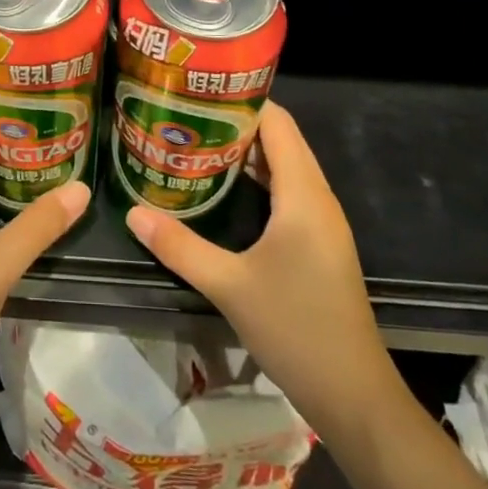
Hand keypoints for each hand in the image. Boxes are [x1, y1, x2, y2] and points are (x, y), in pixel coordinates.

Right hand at [126, 101, 394, 422]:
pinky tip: (225, 188)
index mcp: (303, 194)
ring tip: (197, 141)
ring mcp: (322, 221)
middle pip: (281, 139)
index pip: (278, 122)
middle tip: (187, 115)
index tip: (199, 92)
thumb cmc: (296, 329)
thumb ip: (180, 246)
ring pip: (285, 165)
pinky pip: (289, 190)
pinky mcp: (319, 242)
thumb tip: (133, 212)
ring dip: (247, 151)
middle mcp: (318, 197)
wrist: (354, 396)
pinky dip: (259, 178)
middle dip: (236, 122)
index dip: (242, 100)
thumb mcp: (229, 286)